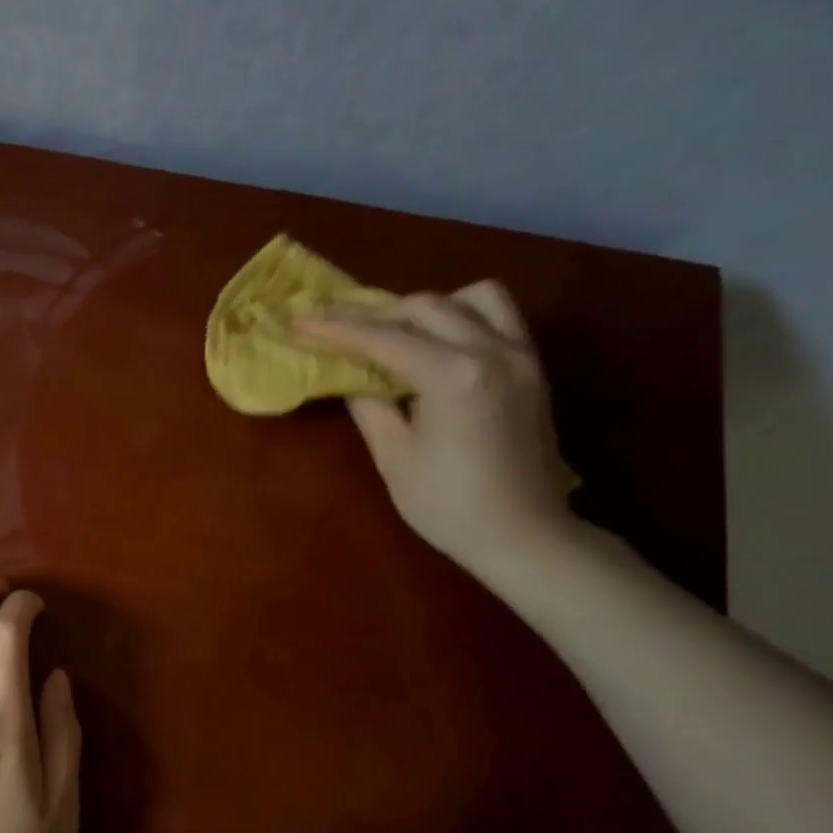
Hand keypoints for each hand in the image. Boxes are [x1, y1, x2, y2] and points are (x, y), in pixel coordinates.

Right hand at [294, 280, 579, 578]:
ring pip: (473, 298)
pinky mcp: (533, 367)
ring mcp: (520, 355)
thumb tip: (351, 376)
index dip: (337, 328)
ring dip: (428, 308)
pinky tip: (437, 344)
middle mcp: (492, 351)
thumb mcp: (394, 455)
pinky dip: (462, 317)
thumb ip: (369, 404)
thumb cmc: (447, 504)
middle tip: (337, 328)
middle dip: (375, 314)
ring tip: (398, 332)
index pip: (384, 338)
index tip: (300, 318)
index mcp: (454, 375)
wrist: (523, 534)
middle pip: (426, 307)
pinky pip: (499, 317)